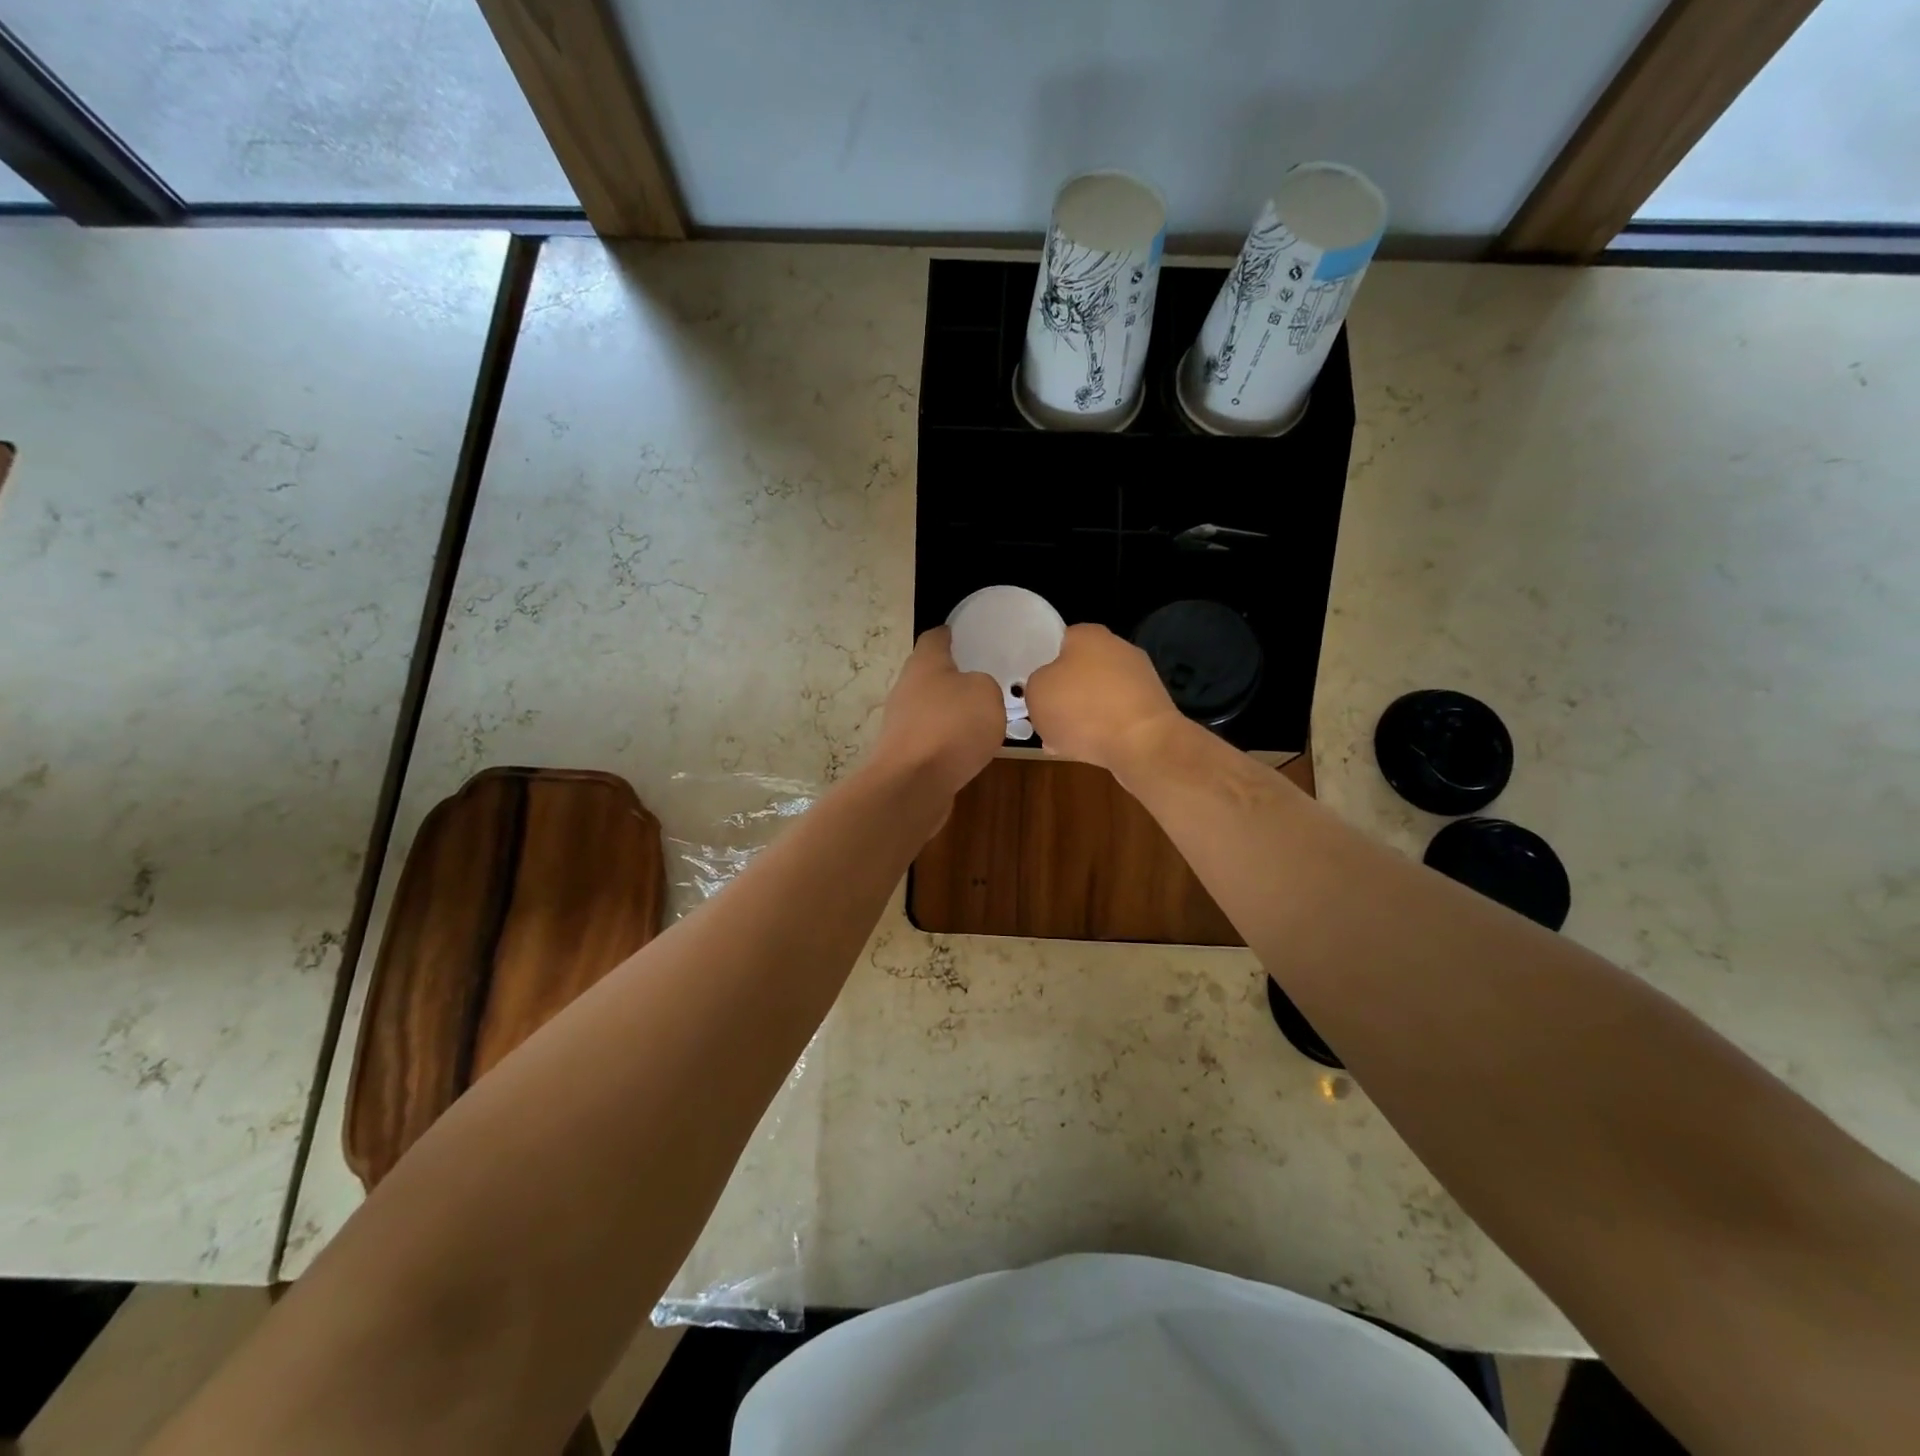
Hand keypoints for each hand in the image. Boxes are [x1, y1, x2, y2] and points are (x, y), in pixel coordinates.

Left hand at [869, 626, 1005, 799]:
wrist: (914, 783)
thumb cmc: (951, 726)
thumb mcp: (987, 694)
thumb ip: (985, 685)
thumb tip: (976, 693)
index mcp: (924, 663)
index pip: (934, 637)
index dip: (950, 634)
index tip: (963, 634)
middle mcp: (906, 688)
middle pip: (929, 674)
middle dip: (951, 676)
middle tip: (982, 679)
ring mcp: (901, 723)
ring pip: (929, 708)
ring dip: (950, 711)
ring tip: (979, 718)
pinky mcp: (904, 754)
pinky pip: (931, 738)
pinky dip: (947, 740)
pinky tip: (966, 750)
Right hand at [1024, 623, 1184, 772]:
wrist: (1142, 744)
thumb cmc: (1082, 709)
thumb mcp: (1036, 692)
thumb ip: (1036, 684)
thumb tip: (1048, 689)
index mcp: (1088, 634)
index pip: (1058, 641)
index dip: (1043, 664)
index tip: (1034, 688)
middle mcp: (1118, 648)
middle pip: (1080, 670)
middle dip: (1064, 694)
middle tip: (1046, 717)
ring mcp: (1140, 677)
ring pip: (1098, 696)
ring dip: (1082, 716)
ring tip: (1063, 741)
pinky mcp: (1153, 707)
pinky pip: (1117, 716)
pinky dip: (1103, 730)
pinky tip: (1089, 750)